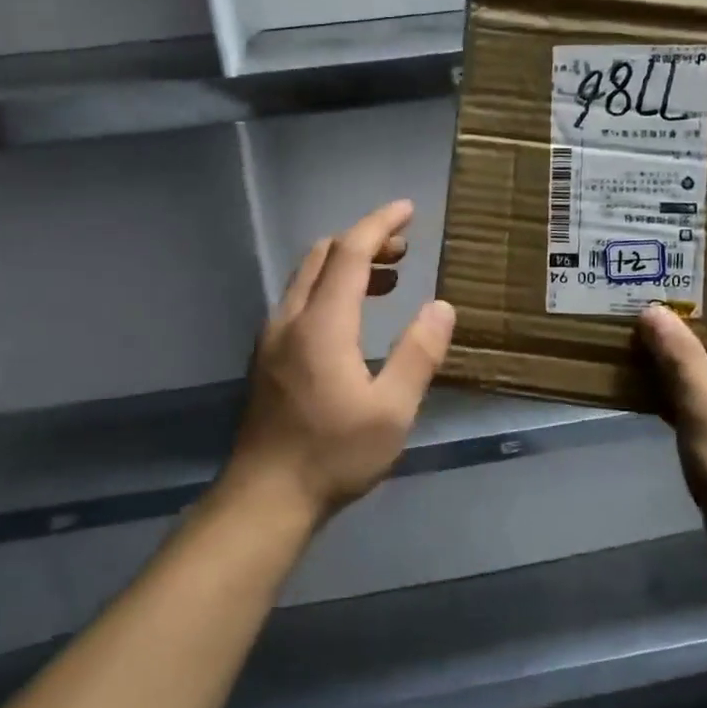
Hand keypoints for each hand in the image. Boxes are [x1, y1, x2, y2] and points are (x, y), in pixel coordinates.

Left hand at [226, 200, 455, 525]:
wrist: (265, 497)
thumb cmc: (334, 454)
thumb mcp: (392, 411)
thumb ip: (419, 354)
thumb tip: (441, 307)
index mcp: (322, 324)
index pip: (349, 252)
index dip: (380, 224)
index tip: (408, 210)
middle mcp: (290, 319)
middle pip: (322, 255)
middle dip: (364, 241)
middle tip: (405, 250)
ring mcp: (273, 337)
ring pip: (307, 277)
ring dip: (346, 265)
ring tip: (389, 279)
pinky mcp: (267, 357)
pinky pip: (300, 300)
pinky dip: (330, 288)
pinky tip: (354, 318)